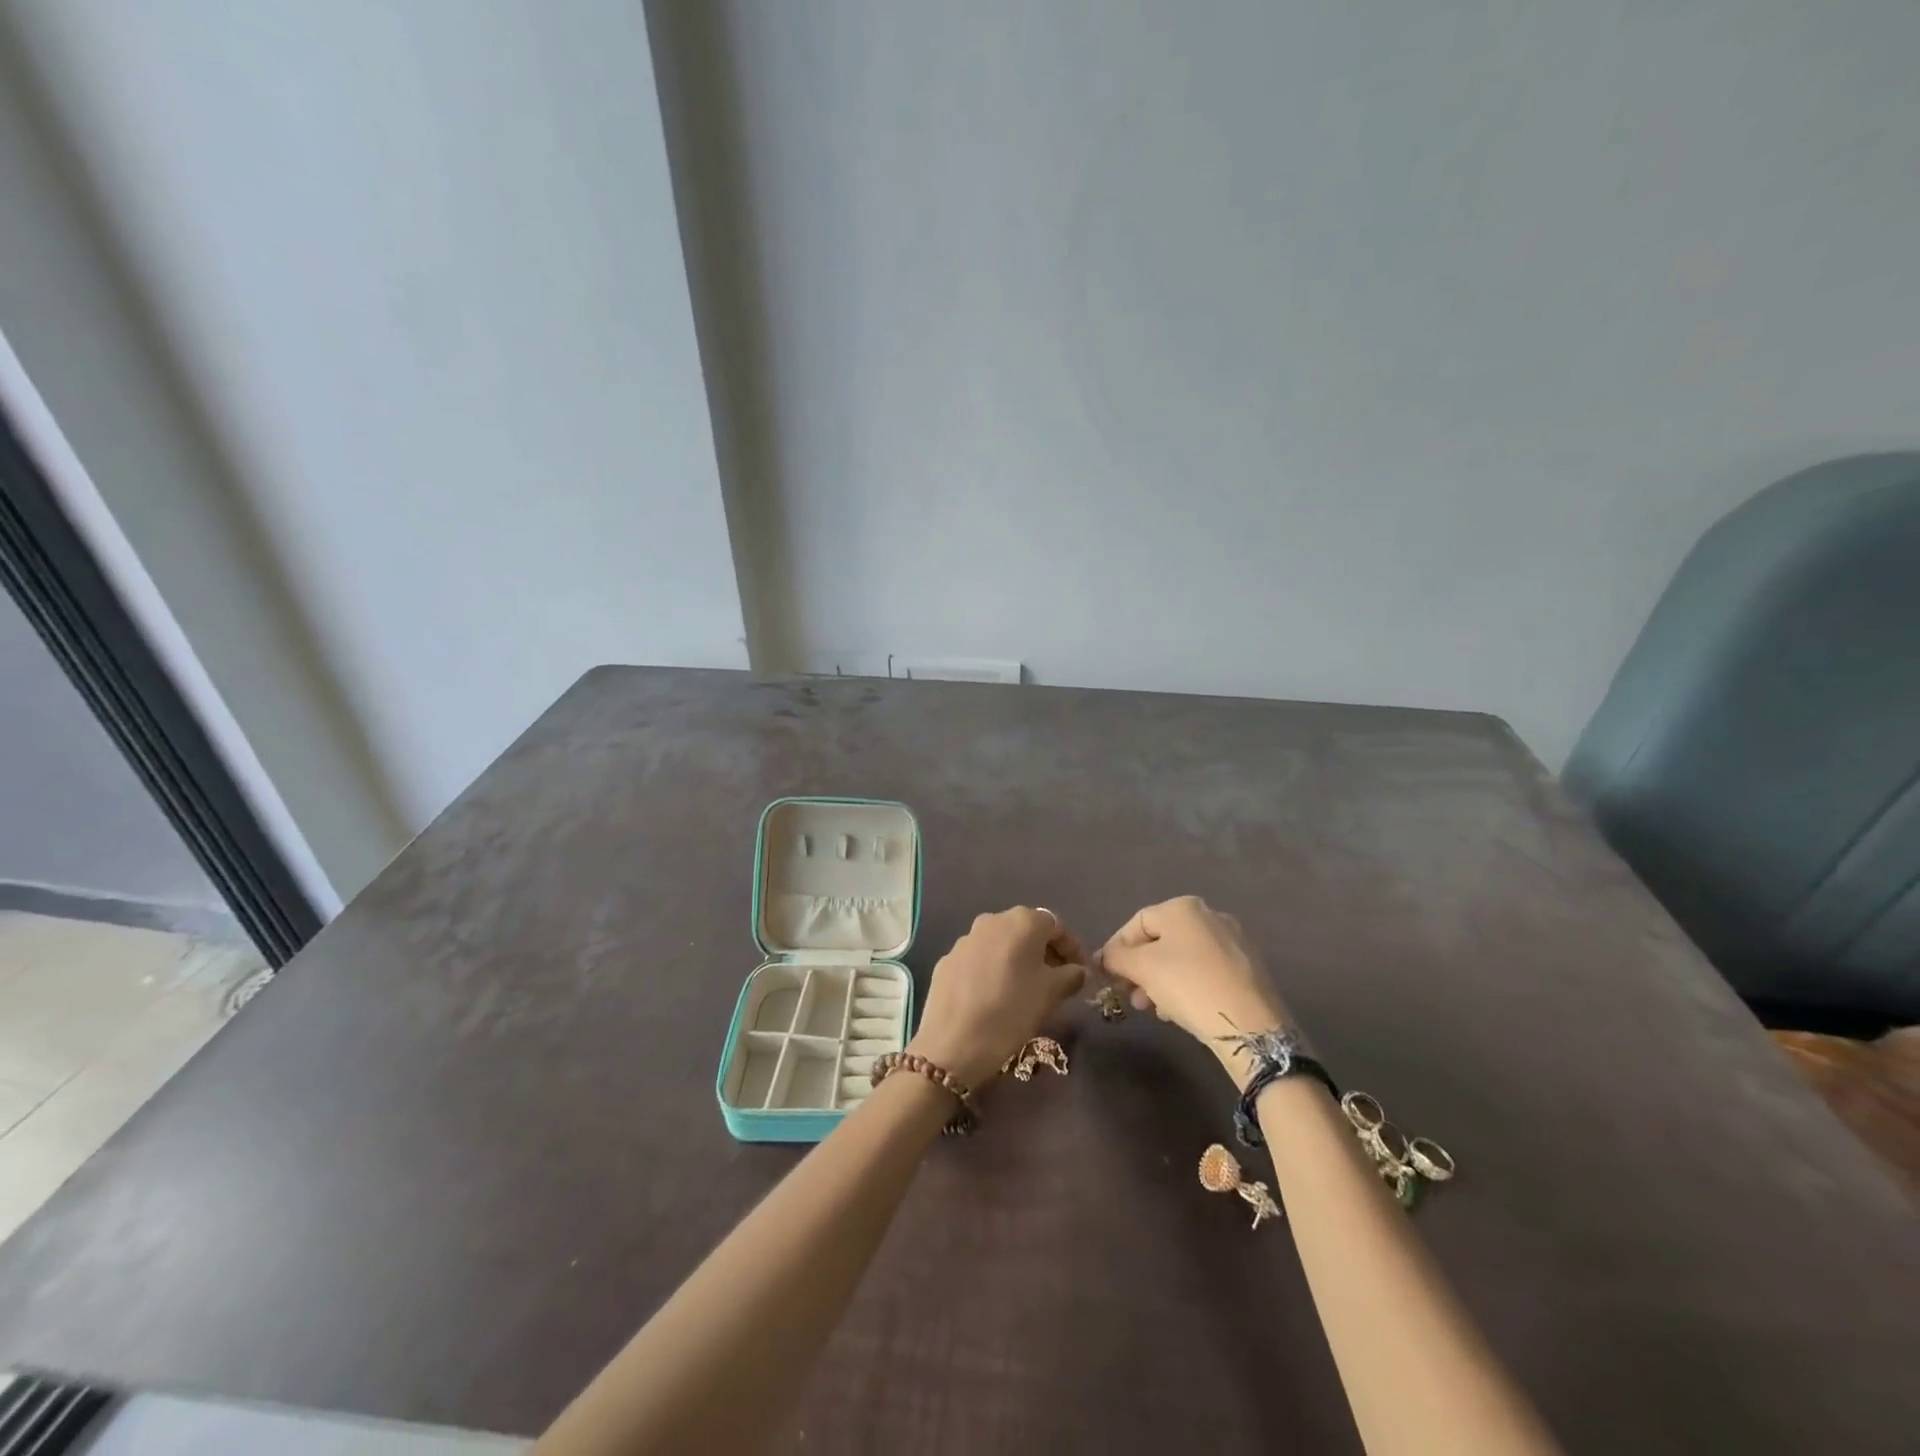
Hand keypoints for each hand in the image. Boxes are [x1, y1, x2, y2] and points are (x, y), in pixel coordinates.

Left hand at [907, 907, 1087, 1089]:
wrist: (952, 1043)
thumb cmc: (1012, 1011)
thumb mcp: (1051, 994)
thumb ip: (1070, 975)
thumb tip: (1077, 970)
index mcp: (1022, 922)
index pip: (1056, 925)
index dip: (1072, 948)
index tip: (1080, 973)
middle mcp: (992, 920)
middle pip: (1026, 930)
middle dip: (1044, 952)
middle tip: (1056, 980)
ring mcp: (965, 939)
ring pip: (1001, 943)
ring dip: (1017, 960)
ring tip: (1026, 989)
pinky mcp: (947, 960)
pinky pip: (979, 959)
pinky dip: (993, 969)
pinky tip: (995, 996)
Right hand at [1096, 896, 1292, 1083]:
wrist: (1251, 1024)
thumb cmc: (1188, 985)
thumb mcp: (1141, 969)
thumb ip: (1116, 957)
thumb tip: (1104, 957)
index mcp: (1183, 907)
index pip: (1137, 923)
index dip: (1117, 948)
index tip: (1107, 976)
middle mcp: (1210, 915)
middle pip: (1161, 941)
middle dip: (1140, 969)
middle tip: (1130, 996)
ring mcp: (1233, 941)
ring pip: (1182, 958)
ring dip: (1160, 981)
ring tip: (1153, 1008)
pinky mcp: (1247, 968)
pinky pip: (1204, 971)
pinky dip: (1186, 986)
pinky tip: (1179, 1011)